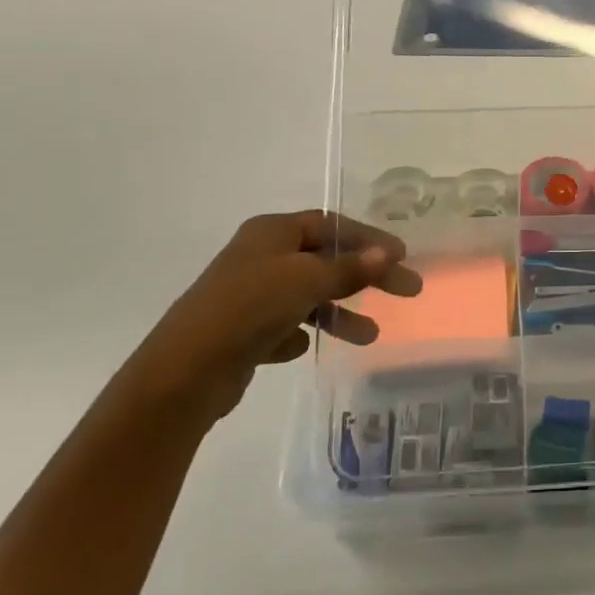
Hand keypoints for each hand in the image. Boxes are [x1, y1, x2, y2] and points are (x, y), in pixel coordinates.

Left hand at [112, 211, 420, 423]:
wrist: (187, 370)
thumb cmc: (250, 308)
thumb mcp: (306, 280)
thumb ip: (349, 267)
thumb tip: (387, 252)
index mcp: (271, 233)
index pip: (330, 225)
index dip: (368, 238)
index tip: (402, 256)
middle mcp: (260, 257)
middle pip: (324, 260)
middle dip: (365, 277)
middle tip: (407, 291)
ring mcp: (250, 295)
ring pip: (308, 296)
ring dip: (340, 313)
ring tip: (370, 336)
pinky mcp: (244, 330)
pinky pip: (285, 326)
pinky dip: (301, 333)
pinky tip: (305, 348)